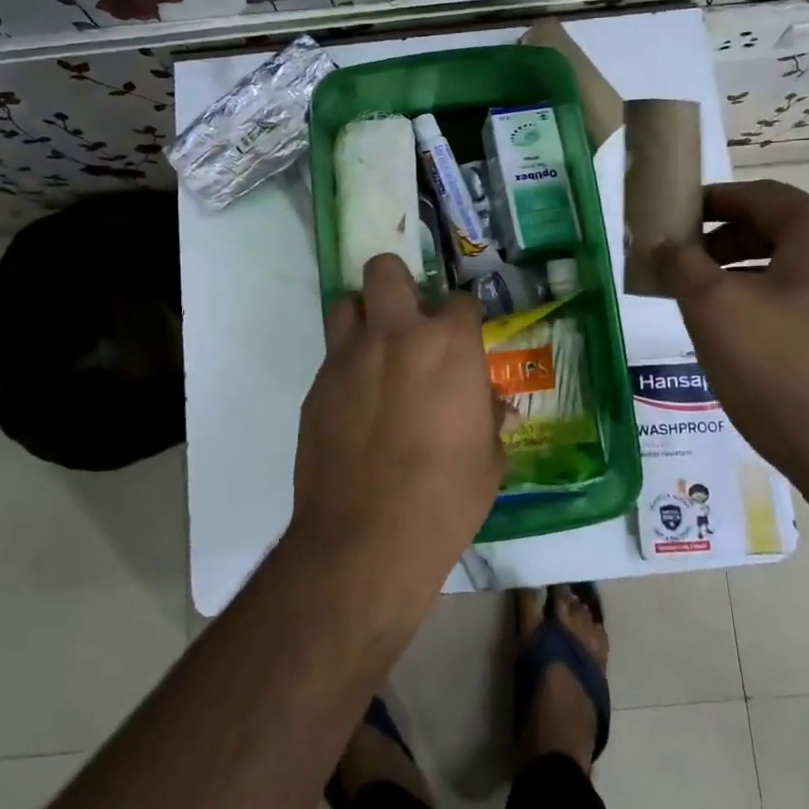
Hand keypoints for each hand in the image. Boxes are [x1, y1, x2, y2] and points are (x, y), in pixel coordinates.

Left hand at [289, 254, 505, 616]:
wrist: (367, 538)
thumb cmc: (446, 498)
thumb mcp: (488, 461)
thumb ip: (488, 420)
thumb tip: (491, 408)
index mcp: (448, 346)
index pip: (461, 301)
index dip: (465, 318)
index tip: (465, 338)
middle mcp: (395, 335)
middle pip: (385, 270)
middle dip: (399, 284)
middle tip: (409, 319)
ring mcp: (348, 358)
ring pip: (346, 303)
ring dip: (364, 317)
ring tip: (376, 351)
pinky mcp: (316, 386)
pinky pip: (331, 356)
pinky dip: (347, 366)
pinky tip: (356, 403)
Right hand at [655, 180, 808, 511]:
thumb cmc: (786, 373)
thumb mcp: (715, 311)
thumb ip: (681, 265)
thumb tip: (661, 243)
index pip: (761, 195)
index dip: (710, 201)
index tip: (672, 218)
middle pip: (780, 231)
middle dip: (724, 243)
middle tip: (682, 267)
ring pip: (796, 271)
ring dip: (745, 277)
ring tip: (705, 307)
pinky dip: (772, 305)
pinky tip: (746, 342)